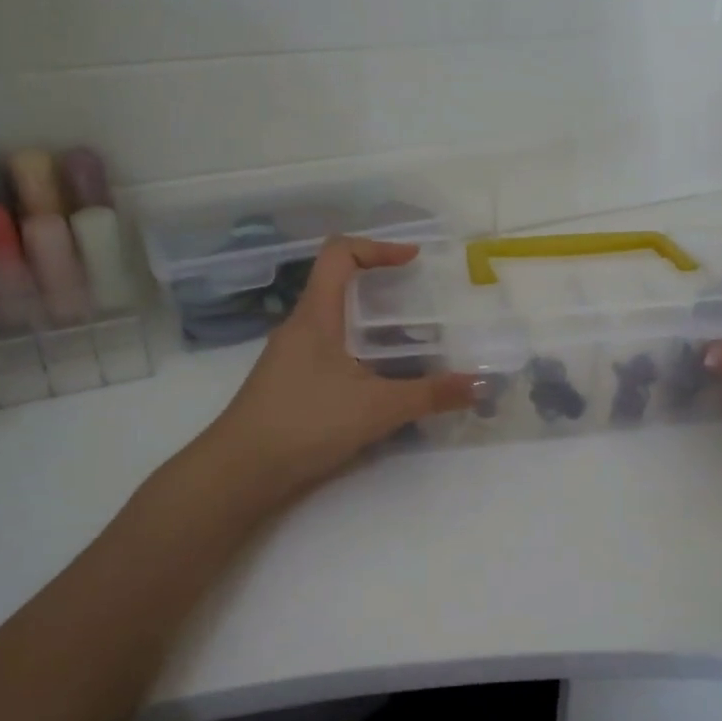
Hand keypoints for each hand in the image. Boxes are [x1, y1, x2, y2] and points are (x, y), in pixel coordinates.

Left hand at [204, 236, 474, 498]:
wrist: (240, 472)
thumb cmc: (305, 423)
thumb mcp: (377, 408)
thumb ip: (431, 395)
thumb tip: (481, 385)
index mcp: (315, 315)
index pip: (339, 254)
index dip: (378, 247)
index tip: (413, 260)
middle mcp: (300, 327)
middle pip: (340, 286)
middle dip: (384, 289)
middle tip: (422, 305)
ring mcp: (292, 357)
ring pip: (337, 323)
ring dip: (374, 326)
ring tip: (414, 344)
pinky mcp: (291, 384)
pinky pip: (331, 352)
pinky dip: (361, 354)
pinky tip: (384, 383)